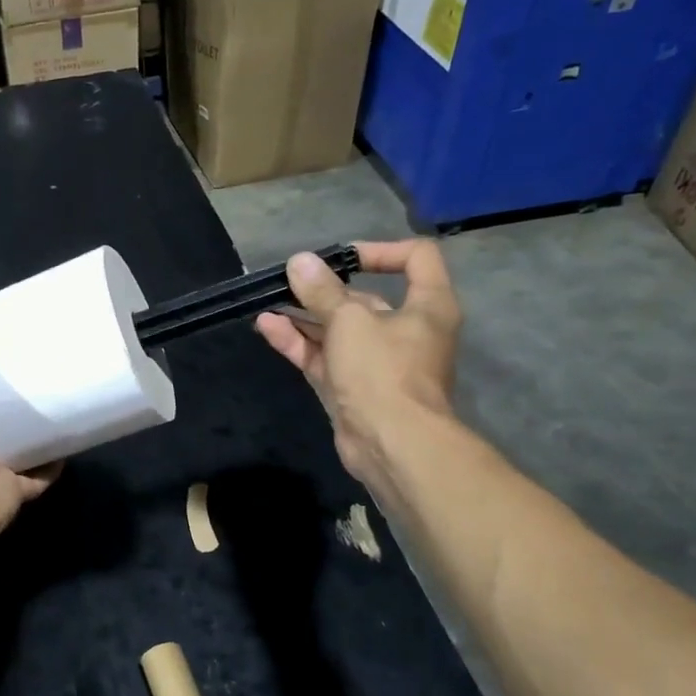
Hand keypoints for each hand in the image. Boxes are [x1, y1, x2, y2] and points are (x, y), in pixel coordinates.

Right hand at [254, 239, 462, 485]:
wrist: (391, 445)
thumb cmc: (382, 371)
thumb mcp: (349, 321)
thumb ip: (322, 291)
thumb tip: (299, 262)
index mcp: (428, 306)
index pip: (416, 258)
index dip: (379, 250)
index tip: (341, 257)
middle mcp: (408, 330)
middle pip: (366, 298)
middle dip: (325, 289)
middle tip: (290, 281)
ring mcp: (378, 362)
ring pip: (339, 330)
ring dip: (305, 315)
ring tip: (269, 300)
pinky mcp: (353, 388)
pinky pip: (326, 356)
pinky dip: (300, 342)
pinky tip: (268, 326)